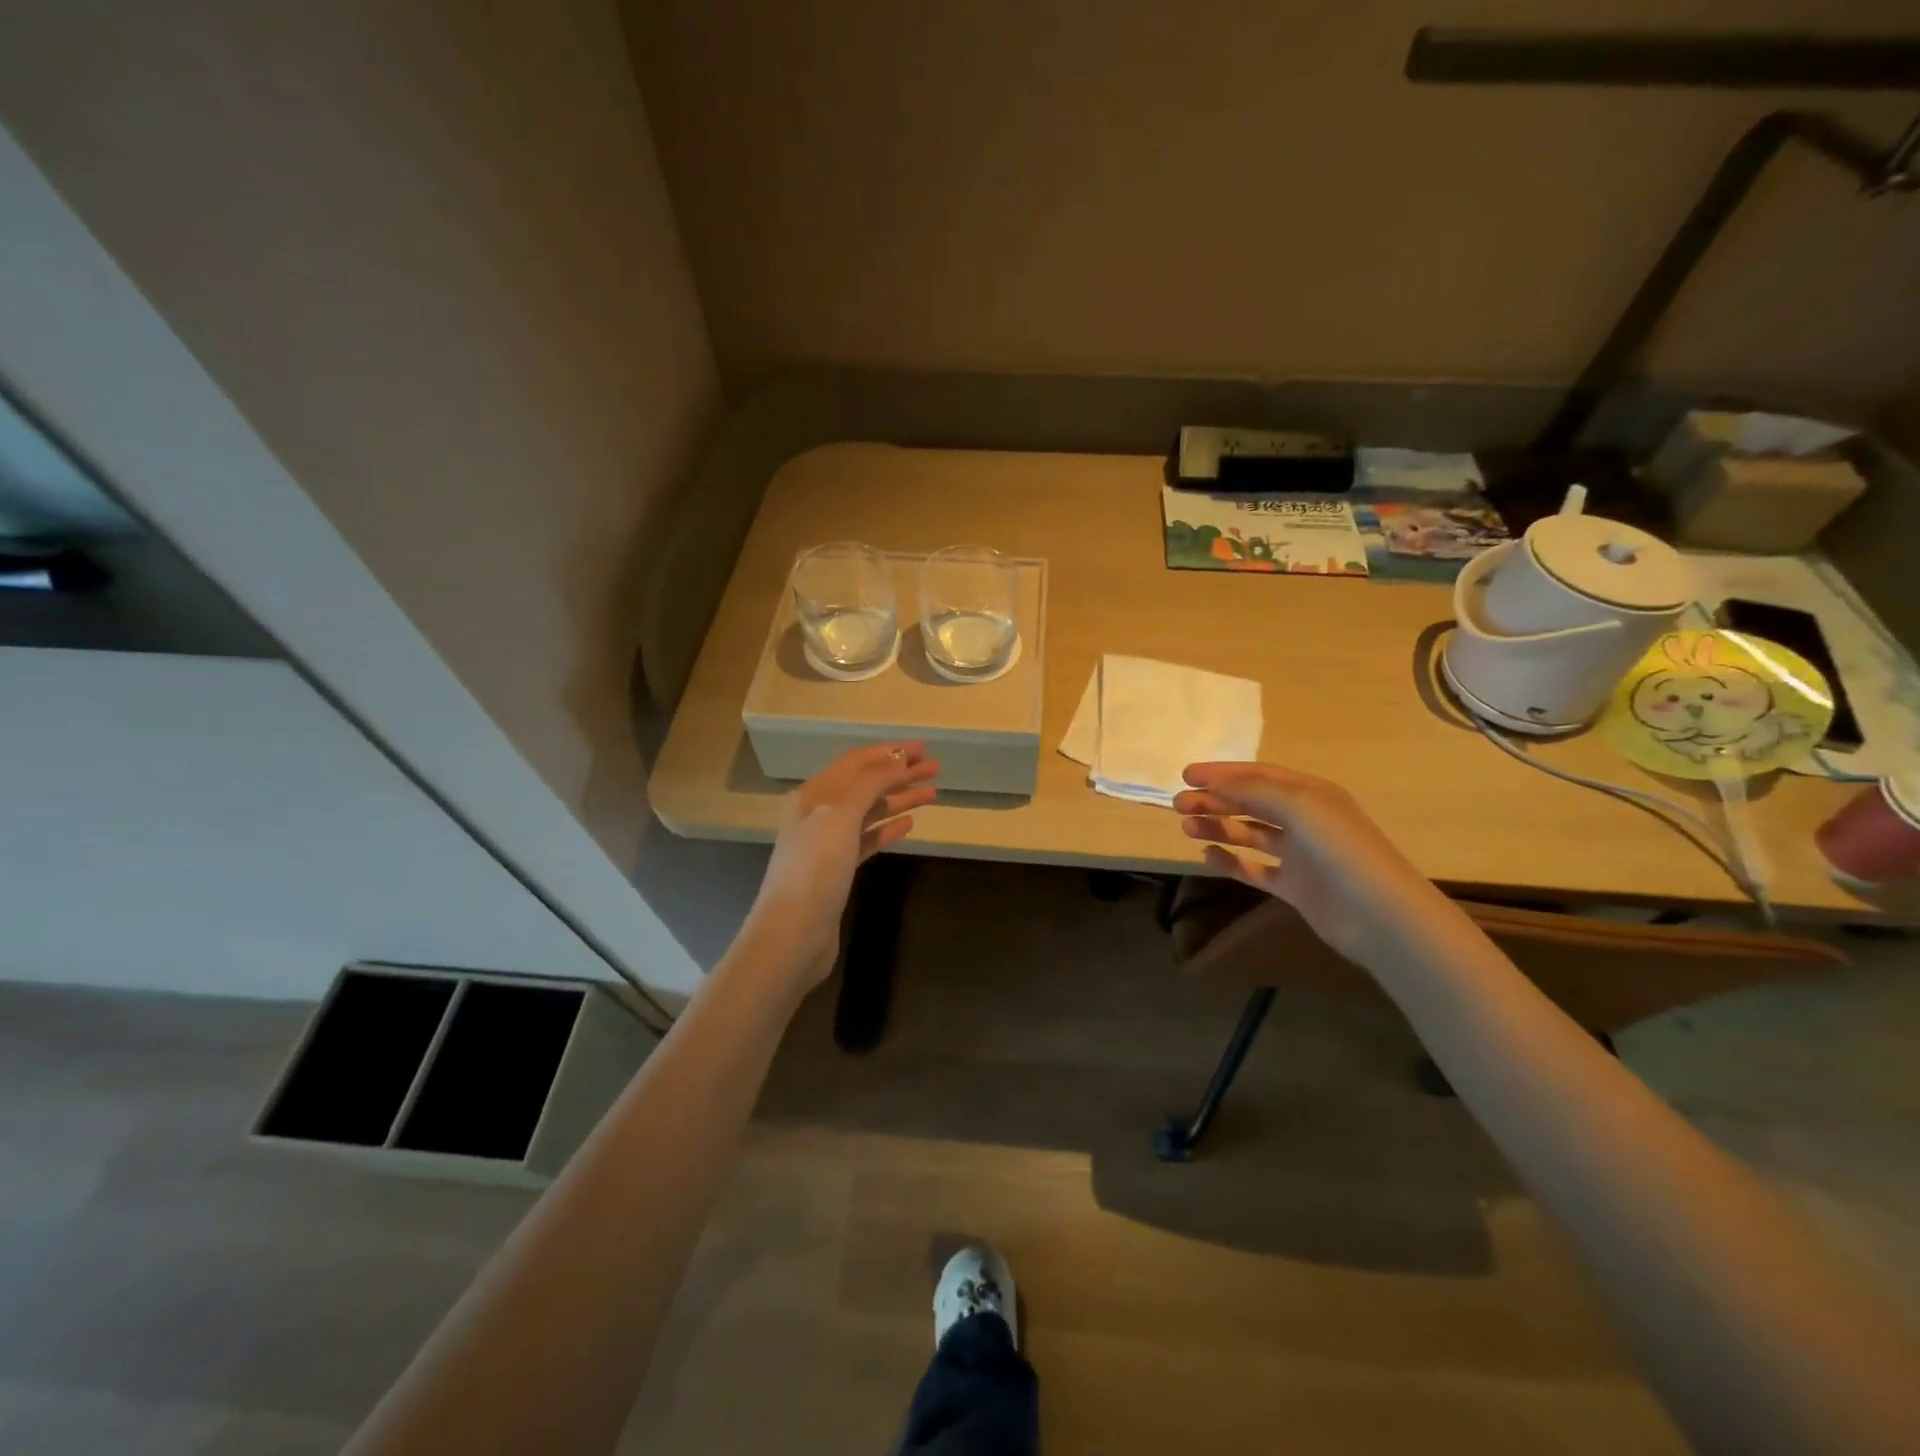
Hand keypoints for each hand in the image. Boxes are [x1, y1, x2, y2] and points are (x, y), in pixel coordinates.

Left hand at [743, 742, 938, 990]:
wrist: (792, 934)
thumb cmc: (815, 869)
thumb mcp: (840, 815)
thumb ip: (870, 783)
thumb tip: (898, 759)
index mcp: (815, 794)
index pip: (857, 763)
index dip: (890, 752)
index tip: (924, 748)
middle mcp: (819, 813)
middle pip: (866, 785)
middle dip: (899, 773)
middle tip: (935, 768)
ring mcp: (829, 843)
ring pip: (869, 811)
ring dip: (899, 799)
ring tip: (932, 793)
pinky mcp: (838, 870)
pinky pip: (867, 839)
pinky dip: (888, 828)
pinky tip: (909, 824)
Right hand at [1173, 761, 1458, 970]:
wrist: (1379, 916)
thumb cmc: (1340, 850)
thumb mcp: (1298, 806)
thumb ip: (1254, 790)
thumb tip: (1214, 782)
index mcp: (1311, 794)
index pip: (1258, 775)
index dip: (1222, 773)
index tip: (1186, 775)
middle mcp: (1305, 819)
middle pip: (1250, 803)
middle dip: (1214, 800)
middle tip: (1179, 804)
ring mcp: (1299, 854)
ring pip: (1249, 834)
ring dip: (1218, 827)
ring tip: (1186, 828)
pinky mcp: (1294, 886)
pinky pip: (1254, 868)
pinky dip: (1231, 861)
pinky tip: (1208, 856)